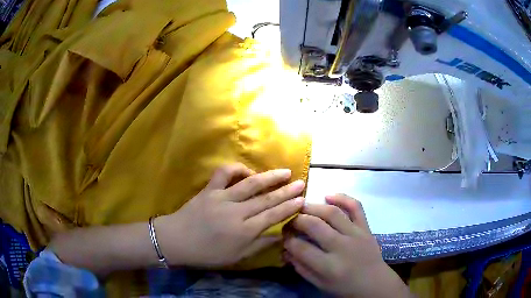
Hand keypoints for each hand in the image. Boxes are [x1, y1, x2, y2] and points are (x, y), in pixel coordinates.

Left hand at [156, 163, 304, 266]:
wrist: (176, 241)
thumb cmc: (206, 254)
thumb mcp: (235, 257)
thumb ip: (259, 245)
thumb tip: (280, 236)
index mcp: (243, 231)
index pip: (272, 216)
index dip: (289, 207)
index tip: (302, 199)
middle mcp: (236, 212)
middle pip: (266, 199)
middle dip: (286, 190)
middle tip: (302, 182)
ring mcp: (222, 198)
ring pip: (250, 184)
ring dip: (270, 177)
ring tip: (285, 171)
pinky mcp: (209, 189)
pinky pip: (224, 173)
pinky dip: (237, 169)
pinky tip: (248, 171)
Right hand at [284, 194, 410, 297]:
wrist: (374, 283)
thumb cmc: (345, 288)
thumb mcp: (320, 284)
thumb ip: (301, 268)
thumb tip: (286, 250)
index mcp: (328, 267)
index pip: (300, 247)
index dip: (287, 239)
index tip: (283, 236)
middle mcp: (342, 247)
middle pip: (314, 225)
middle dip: (296, 220)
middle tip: (289, 220)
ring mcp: (356, 234)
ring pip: (332, 213)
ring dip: (313, 207)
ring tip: (302, 206)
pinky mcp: (366, 227)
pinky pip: (356, 207)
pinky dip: (342, 197)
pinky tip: (328, 196)